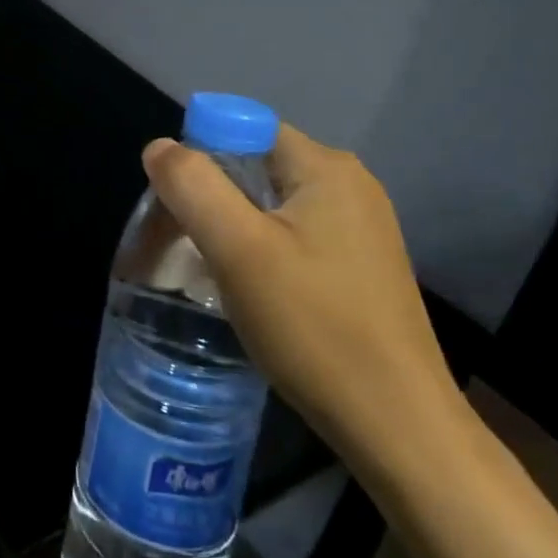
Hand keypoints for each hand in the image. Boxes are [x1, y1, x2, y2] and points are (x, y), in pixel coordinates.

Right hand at [142, 124, 464, 479]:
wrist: (397, 427)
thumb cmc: (314, 327)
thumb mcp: (239, 250)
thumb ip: (192, 186)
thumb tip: (160, 147)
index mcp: (326, 168)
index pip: (243, 130)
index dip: (199, 158)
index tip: (176, 209)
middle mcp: (350, 186)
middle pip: (254, 166)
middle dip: (208, 197)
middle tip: (178, 246)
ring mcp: (361, 228)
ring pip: (270, 205)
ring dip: (230, 227)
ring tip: (207, 272)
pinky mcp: (360, 266)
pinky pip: (292, 236)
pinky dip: (259, 251)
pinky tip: (248, 291)